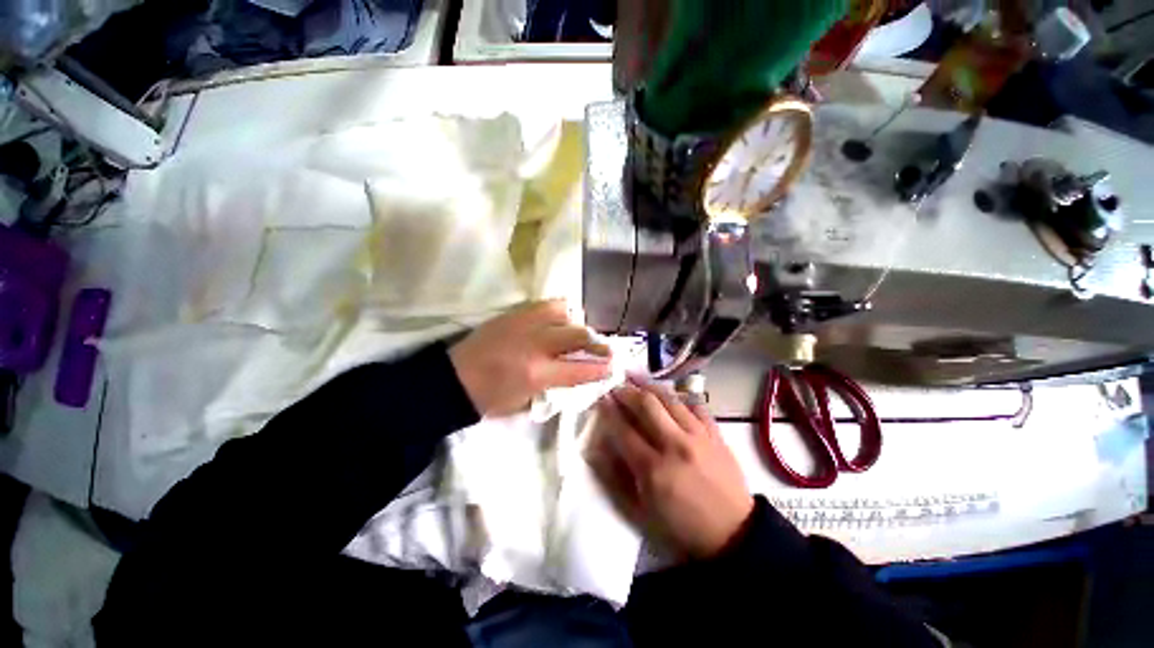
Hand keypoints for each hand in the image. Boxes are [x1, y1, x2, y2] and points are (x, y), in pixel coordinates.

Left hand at [450, 300, 611, 416]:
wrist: (452, 380)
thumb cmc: (488, 399)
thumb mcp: (525, 401)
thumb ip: (554, 385)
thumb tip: (574, 372)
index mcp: (537, 374)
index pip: (579, 369)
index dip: (600, 369)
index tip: (613, 367)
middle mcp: (534, 345)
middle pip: (577, 335)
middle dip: (598, 343)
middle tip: (606, 349)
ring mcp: (523, 325)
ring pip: (562, 312)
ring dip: (575, 323)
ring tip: (577, 331)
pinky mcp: (513, 314)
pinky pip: (543, 304)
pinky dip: (557, 311)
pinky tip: (558, 319)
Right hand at [587, 381, 753, 559]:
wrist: (733, 536)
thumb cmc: (680, 527)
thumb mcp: (639, 512)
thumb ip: (615, 478)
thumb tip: (597, 447)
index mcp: (653, 469)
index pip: (623, 429)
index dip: (608, 411)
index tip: (600, 398)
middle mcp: (675, 445)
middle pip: (646, 405)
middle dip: (626, 391)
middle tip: (616, 385)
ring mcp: (699, 436)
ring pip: (670, 399)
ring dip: (649, 385)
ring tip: (636, 376)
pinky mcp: (716, 434)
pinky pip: (697, 405)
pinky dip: (681, 396)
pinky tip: (670, 393)